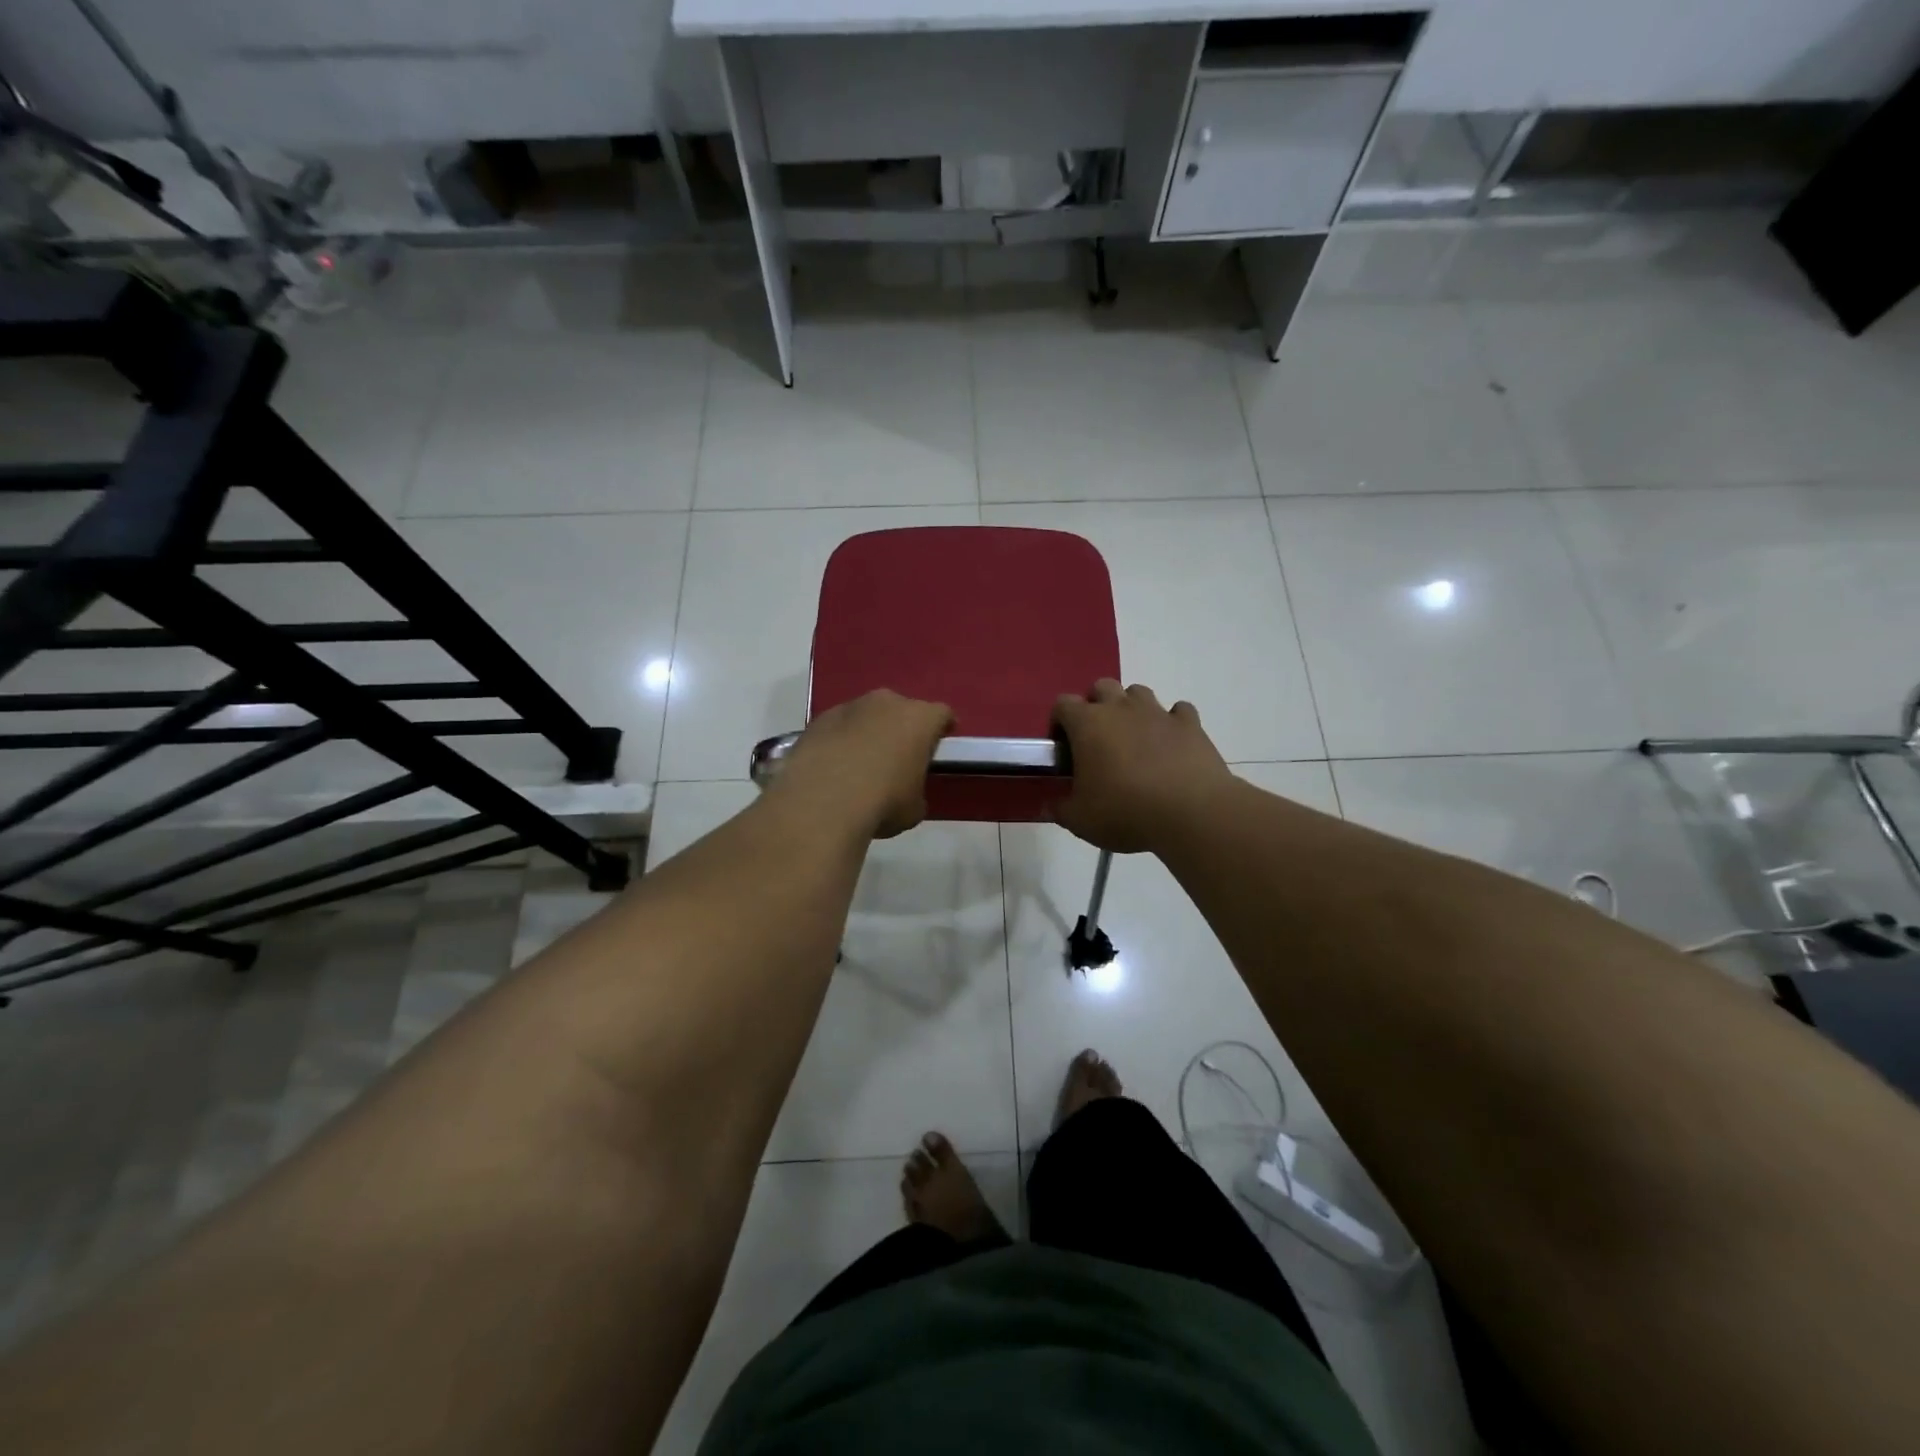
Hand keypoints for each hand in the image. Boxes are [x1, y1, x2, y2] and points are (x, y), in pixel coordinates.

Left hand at [774, 690, 953, 839]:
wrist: (823, 801)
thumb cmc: (883, 802)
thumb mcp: (914, 808)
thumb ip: (916, 792)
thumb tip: (906, 793)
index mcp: (920, 719)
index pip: (941, 715)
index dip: (941, 728)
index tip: (939, 742)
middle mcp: (887, 702)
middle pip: (901, 709)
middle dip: (902, 727)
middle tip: (899, 754)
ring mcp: (849, 707)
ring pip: (866, 715)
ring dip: (868, 731)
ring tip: (861, 762)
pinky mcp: (818, 719)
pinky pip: (838, 727)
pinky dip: (840, 740)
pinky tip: (834, 766)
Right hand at [1052, 681, 1235, 852]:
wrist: (1190, 813)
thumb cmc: (1125, 812)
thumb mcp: (1080, 820)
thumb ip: (1059, 809)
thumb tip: (1048, 806)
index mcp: (1088, 724)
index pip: (1063, 704)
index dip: (1059, 722)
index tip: (1064, 747)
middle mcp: (1121, 708)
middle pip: (1102, 687)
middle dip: (1096, 706)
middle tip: (1098, 740)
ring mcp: (1158, 712)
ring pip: (1139, 692)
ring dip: (1132, 708)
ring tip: (1134, 739)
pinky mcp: (1190, 724)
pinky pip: (1178, 711)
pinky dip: (1172, 723)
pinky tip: (1171, 744)